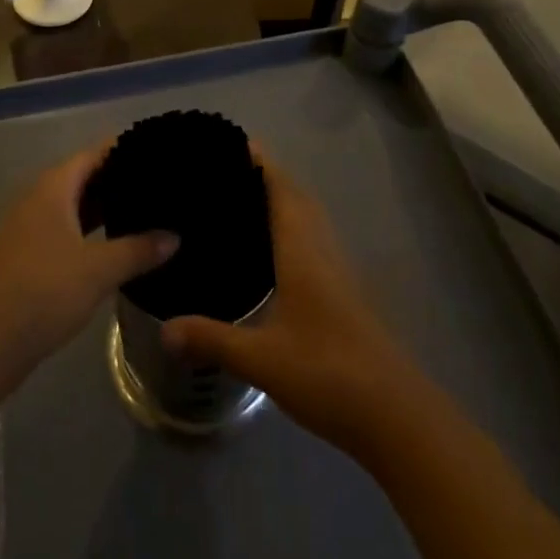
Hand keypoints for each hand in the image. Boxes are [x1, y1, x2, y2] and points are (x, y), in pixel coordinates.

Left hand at [0, 145, 176, 380]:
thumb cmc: (42, 291)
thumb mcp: (98, 270)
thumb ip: (139, 249)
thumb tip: (175, 236)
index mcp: (54, 187)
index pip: (96, 153)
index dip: (126, 149)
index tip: (161, 151)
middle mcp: (40, 199)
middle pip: (85, 177)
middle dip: (121, 180)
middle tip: (163, 185)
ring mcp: (31, 229)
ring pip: (77, 207)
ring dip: (107, 210)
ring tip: (149, 212)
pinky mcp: (29, 258)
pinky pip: (69, 231)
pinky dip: (93, 233)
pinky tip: (118, 247)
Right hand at [162, 150, 413, 453]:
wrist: (396, 415)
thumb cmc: (328, 373)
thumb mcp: (262, 359)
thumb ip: (212, 339)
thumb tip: (163, 329)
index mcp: (302, 248)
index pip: (280, 186)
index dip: (258, 160)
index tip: (227, 142)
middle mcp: (322, 248)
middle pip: (295, 195)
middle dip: (264, 175)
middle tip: (222, 171)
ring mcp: (338, 270)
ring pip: (308, 217)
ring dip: (280, 199)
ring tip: (239, 202)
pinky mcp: (345, 291)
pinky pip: (313, 239)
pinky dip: (291, 227)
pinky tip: (270, 252)